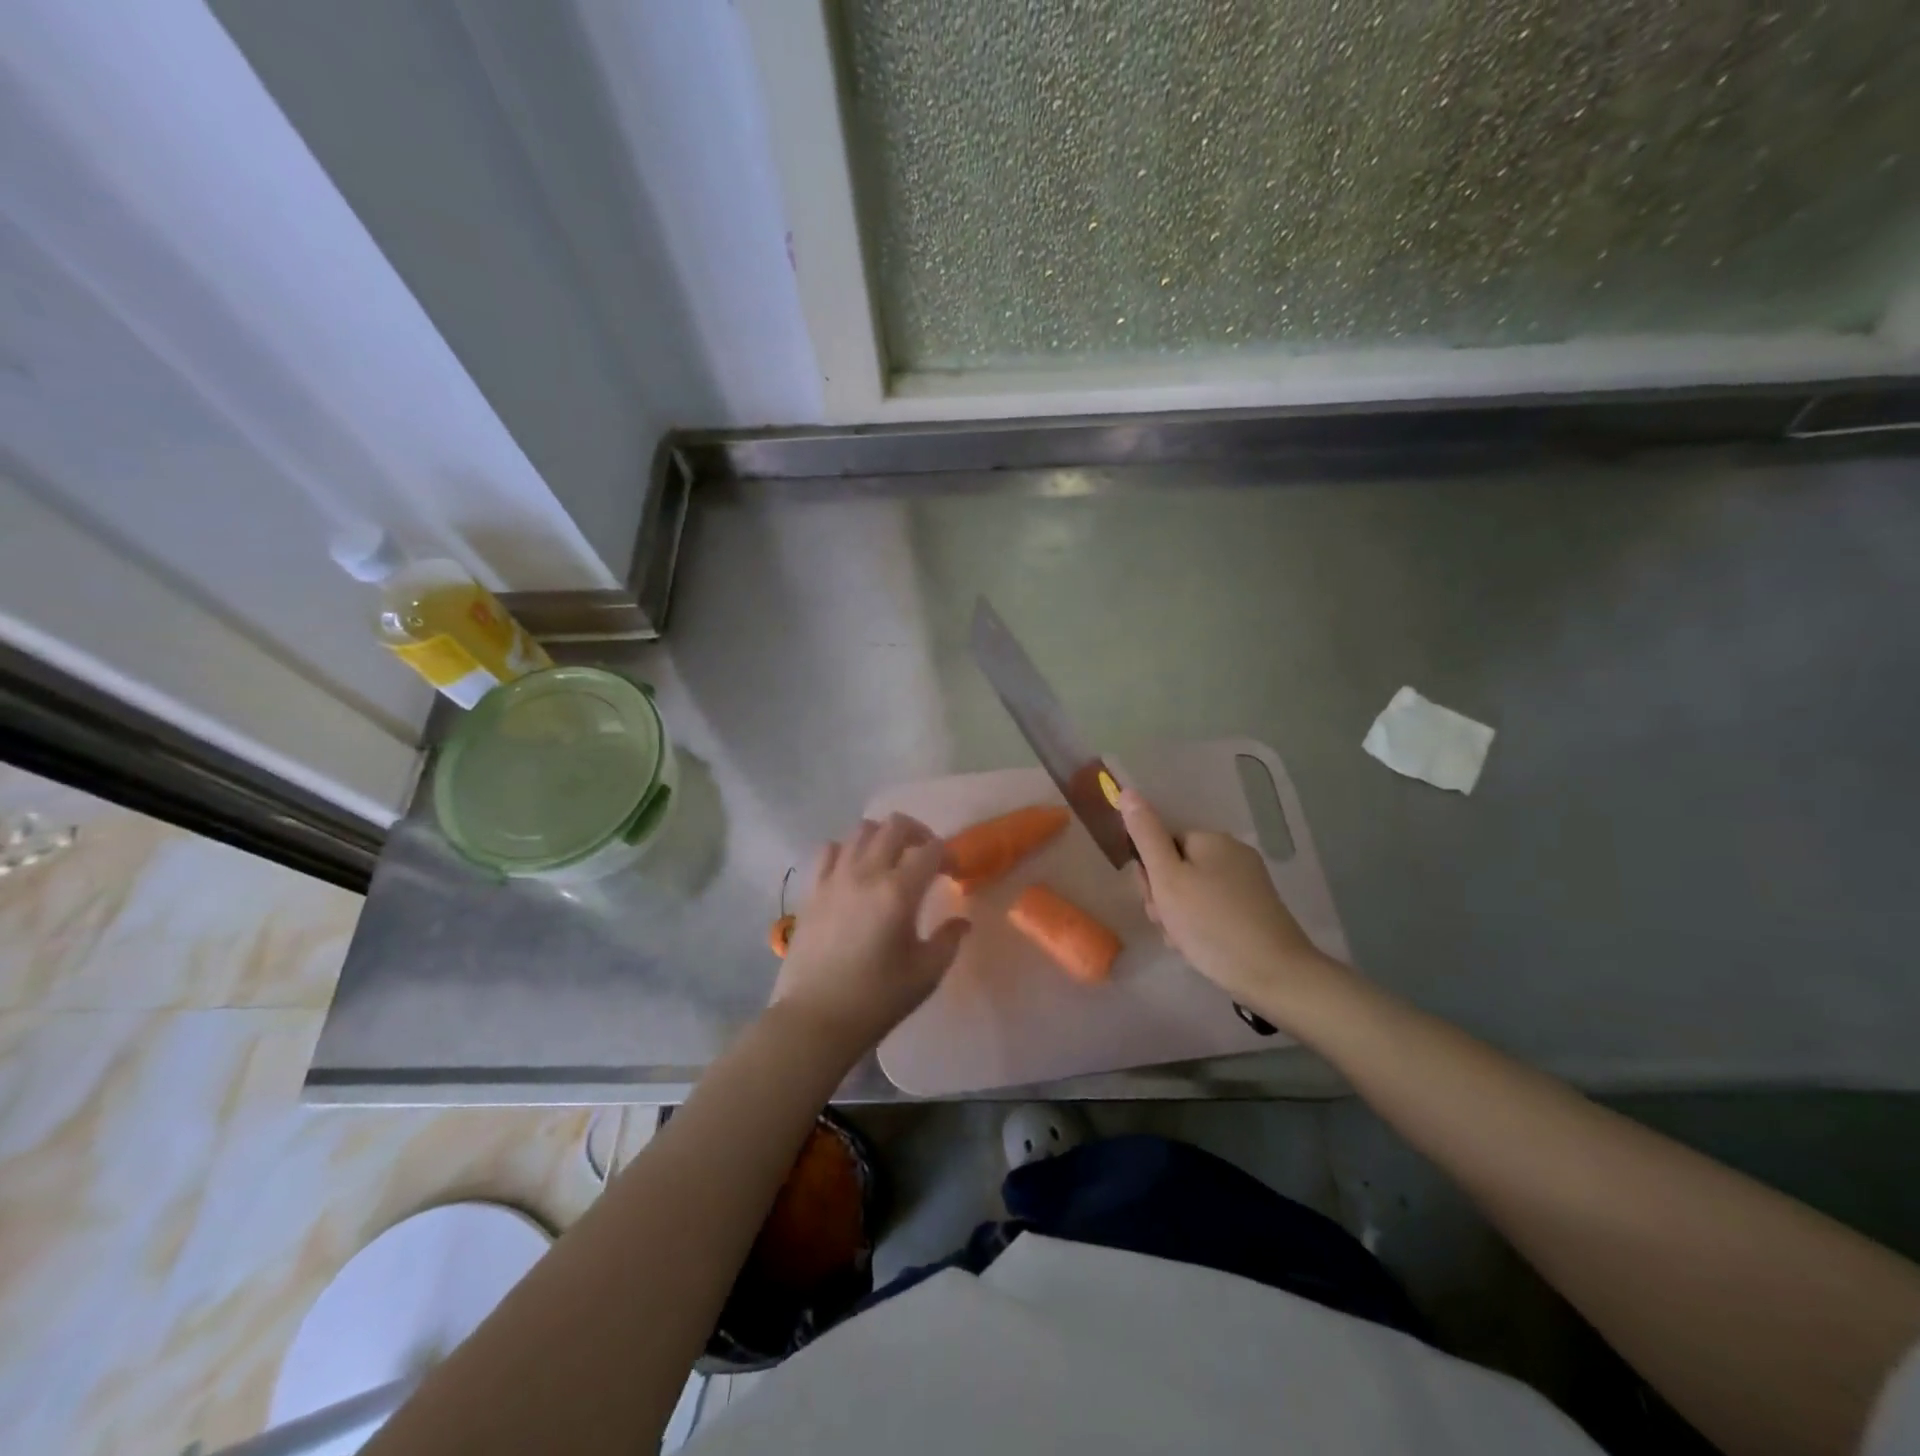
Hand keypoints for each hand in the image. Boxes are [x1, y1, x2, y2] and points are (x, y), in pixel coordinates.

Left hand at [769, 814, 968, 1063]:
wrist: (815, 1020)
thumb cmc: (876, 999)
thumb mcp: (925, 974)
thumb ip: (948, 940)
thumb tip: (961, 921)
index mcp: (898, 892)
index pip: (931, 850)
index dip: (948, 856)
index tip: (954, 873)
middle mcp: (866, 873)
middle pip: (895, 825)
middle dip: (919, 833)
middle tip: (927, 857)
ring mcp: (834, 878)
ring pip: (861, 830)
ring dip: (883, 837)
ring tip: (891, 860)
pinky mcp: (812, 890)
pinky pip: (829, 850)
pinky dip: (847, 850)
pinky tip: (854, 871)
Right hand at [1119, 789, 1340, 1019]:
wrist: (1275, 975)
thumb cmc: (1211, 923)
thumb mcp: (1167, 878)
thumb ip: (1145, 835)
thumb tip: (1128, 791)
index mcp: (1211, 840)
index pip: (1161, 845)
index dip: (1149, 875)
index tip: (1154, 902)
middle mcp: (1232, 853)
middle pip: (1177, 868)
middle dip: (1164, 898)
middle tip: (1168, 924)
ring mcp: (1247, 883)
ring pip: (1192, 893)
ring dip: (1178, 916)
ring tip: (1184, 941)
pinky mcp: (1256, 910)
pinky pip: (1213, 910)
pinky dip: (1201, 927)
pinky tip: (1201, 948)